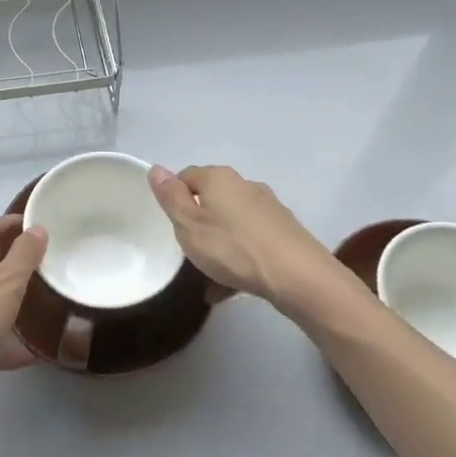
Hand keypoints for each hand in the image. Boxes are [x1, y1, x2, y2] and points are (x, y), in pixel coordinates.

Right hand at [148, 164, 330, 304]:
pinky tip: (232, 288)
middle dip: (199, 223)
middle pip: (211, 199)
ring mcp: (268, 208)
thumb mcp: (188, 225)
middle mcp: (244, 185)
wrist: (299, 276)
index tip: (171, 225)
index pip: (186, 176)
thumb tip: (156, 168)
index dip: (174, 198)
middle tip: (189, 250)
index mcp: (218, 178)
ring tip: (209, 278)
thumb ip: (170, 197)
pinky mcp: (285, 231)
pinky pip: (251, 241)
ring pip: (232, 223)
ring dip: (219, 244)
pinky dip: (240, 258)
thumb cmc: (233, 247)